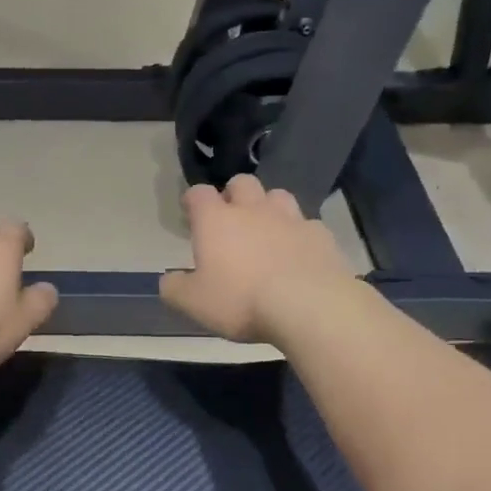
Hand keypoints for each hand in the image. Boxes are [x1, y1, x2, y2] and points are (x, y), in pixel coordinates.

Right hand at [159, 175, 354, 342]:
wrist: (309, 307)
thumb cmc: (241, 300)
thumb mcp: (193, 303)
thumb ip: (175, 288)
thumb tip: (169, 279)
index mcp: (217, 220)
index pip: (199, 193)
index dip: (193, 200)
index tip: (191, 213)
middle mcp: (253, 210)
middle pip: (242, 183)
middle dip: (234, 195)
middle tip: (230, 219)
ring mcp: (291, 219)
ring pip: (278, 196)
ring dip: (269, 208)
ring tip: (267, 231)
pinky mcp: (321, 235)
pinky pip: (307, 225)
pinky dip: (299, 235)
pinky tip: (298, 254)